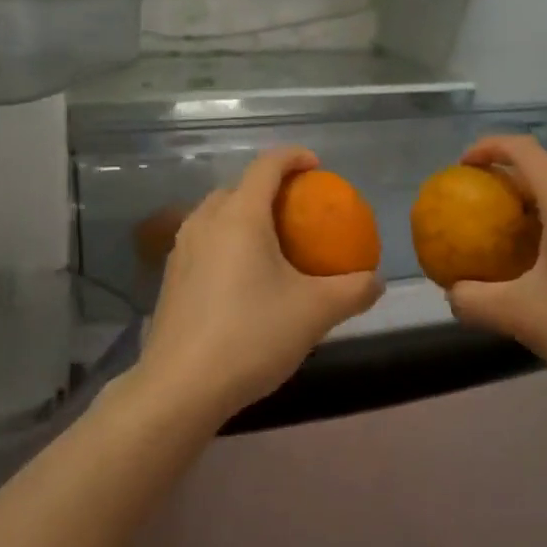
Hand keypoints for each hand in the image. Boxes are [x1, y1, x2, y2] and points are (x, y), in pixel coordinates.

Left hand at [135, 147, 383, 427]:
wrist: (179, 389)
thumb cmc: (251, 336)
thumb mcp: (314, 313)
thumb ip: (352, 291)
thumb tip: (376, 281)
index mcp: (240, 216)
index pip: (266, 165)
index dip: (293, 157)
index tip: (317, 166)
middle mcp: (205, 221)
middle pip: (239, 187)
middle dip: (269, 188)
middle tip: (297, 210)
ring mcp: (181, 249)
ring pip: (216, 214)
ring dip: (244, 214)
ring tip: (270, 240)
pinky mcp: (170, 278)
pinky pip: (203, 241)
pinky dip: (226, 240)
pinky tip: (242, 277)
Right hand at [443, 135, 546, 407]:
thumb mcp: (521, 316)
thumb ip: (476, 300)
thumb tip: (453, 292)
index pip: (525, 151)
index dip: (489, 147)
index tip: (463, 168)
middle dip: (515, 171)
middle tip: (488, 199)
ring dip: (540, 197)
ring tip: (513, 231)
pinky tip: (546, 264)